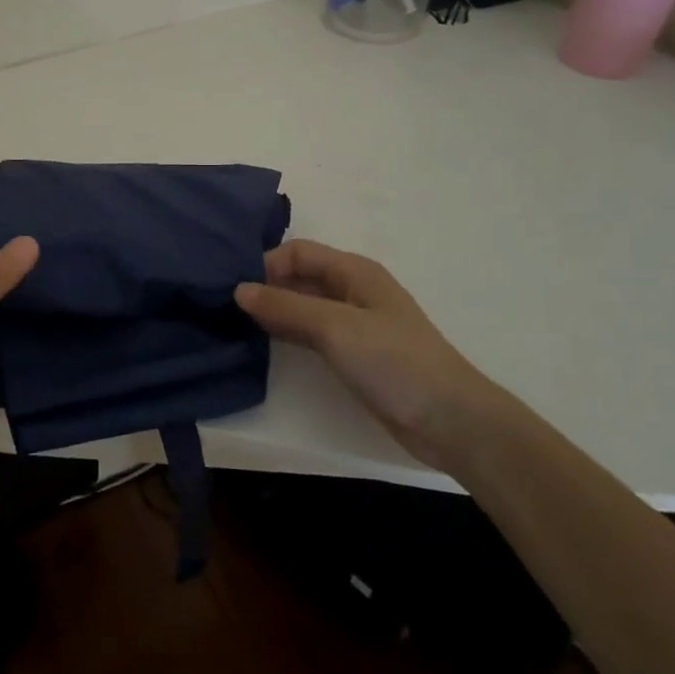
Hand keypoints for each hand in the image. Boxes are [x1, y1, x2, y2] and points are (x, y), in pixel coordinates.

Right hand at [235, 239, 498, 469]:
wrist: (450, 421)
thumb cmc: (395, 362)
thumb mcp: (335, 327)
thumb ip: (285, 307)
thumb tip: (238, 290)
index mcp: (354, 271)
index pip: (298, 252)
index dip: (266, 263)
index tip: (234, 287)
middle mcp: (352, 290)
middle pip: (299, 276)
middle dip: (264, 285)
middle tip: (224, 304)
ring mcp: (352, 324)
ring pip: (302, 305)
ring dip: (272, 310)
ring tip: (233, 321)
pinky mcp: (352, 354)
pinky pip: (310, 333)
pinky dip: (286, 332)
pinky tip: (261, 341)